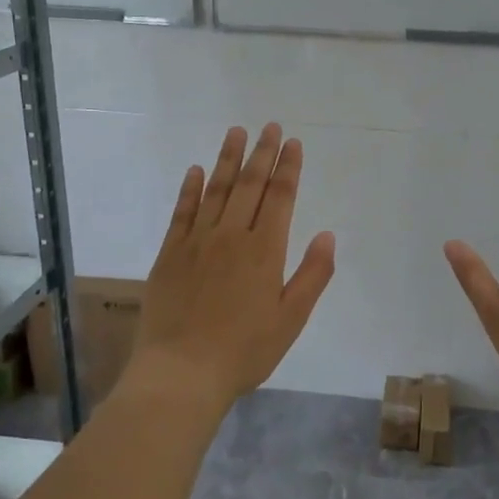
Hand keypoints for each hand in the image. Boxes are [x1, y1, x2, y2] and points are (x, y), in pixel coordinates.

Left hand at [132, 124, 335, 408]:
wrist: (182, 372)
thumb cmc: (245, 350)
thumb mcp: (291, 319)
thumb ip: (312, 275)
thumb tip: (327, 234)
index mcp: (265, 250)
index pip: (280, 197)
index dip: (288, 168)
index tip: (293, 143)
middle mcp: (231, 236)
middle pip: (249, 185)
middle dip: (262, 153)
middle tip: (269, 126)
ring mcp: (197, 242)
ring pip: (215, 190)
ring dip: (227, 159)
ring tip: (236, 132)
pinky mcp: (170, 254)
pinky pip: (182, 212)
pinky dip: (190, 189)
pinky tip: (195, 171)